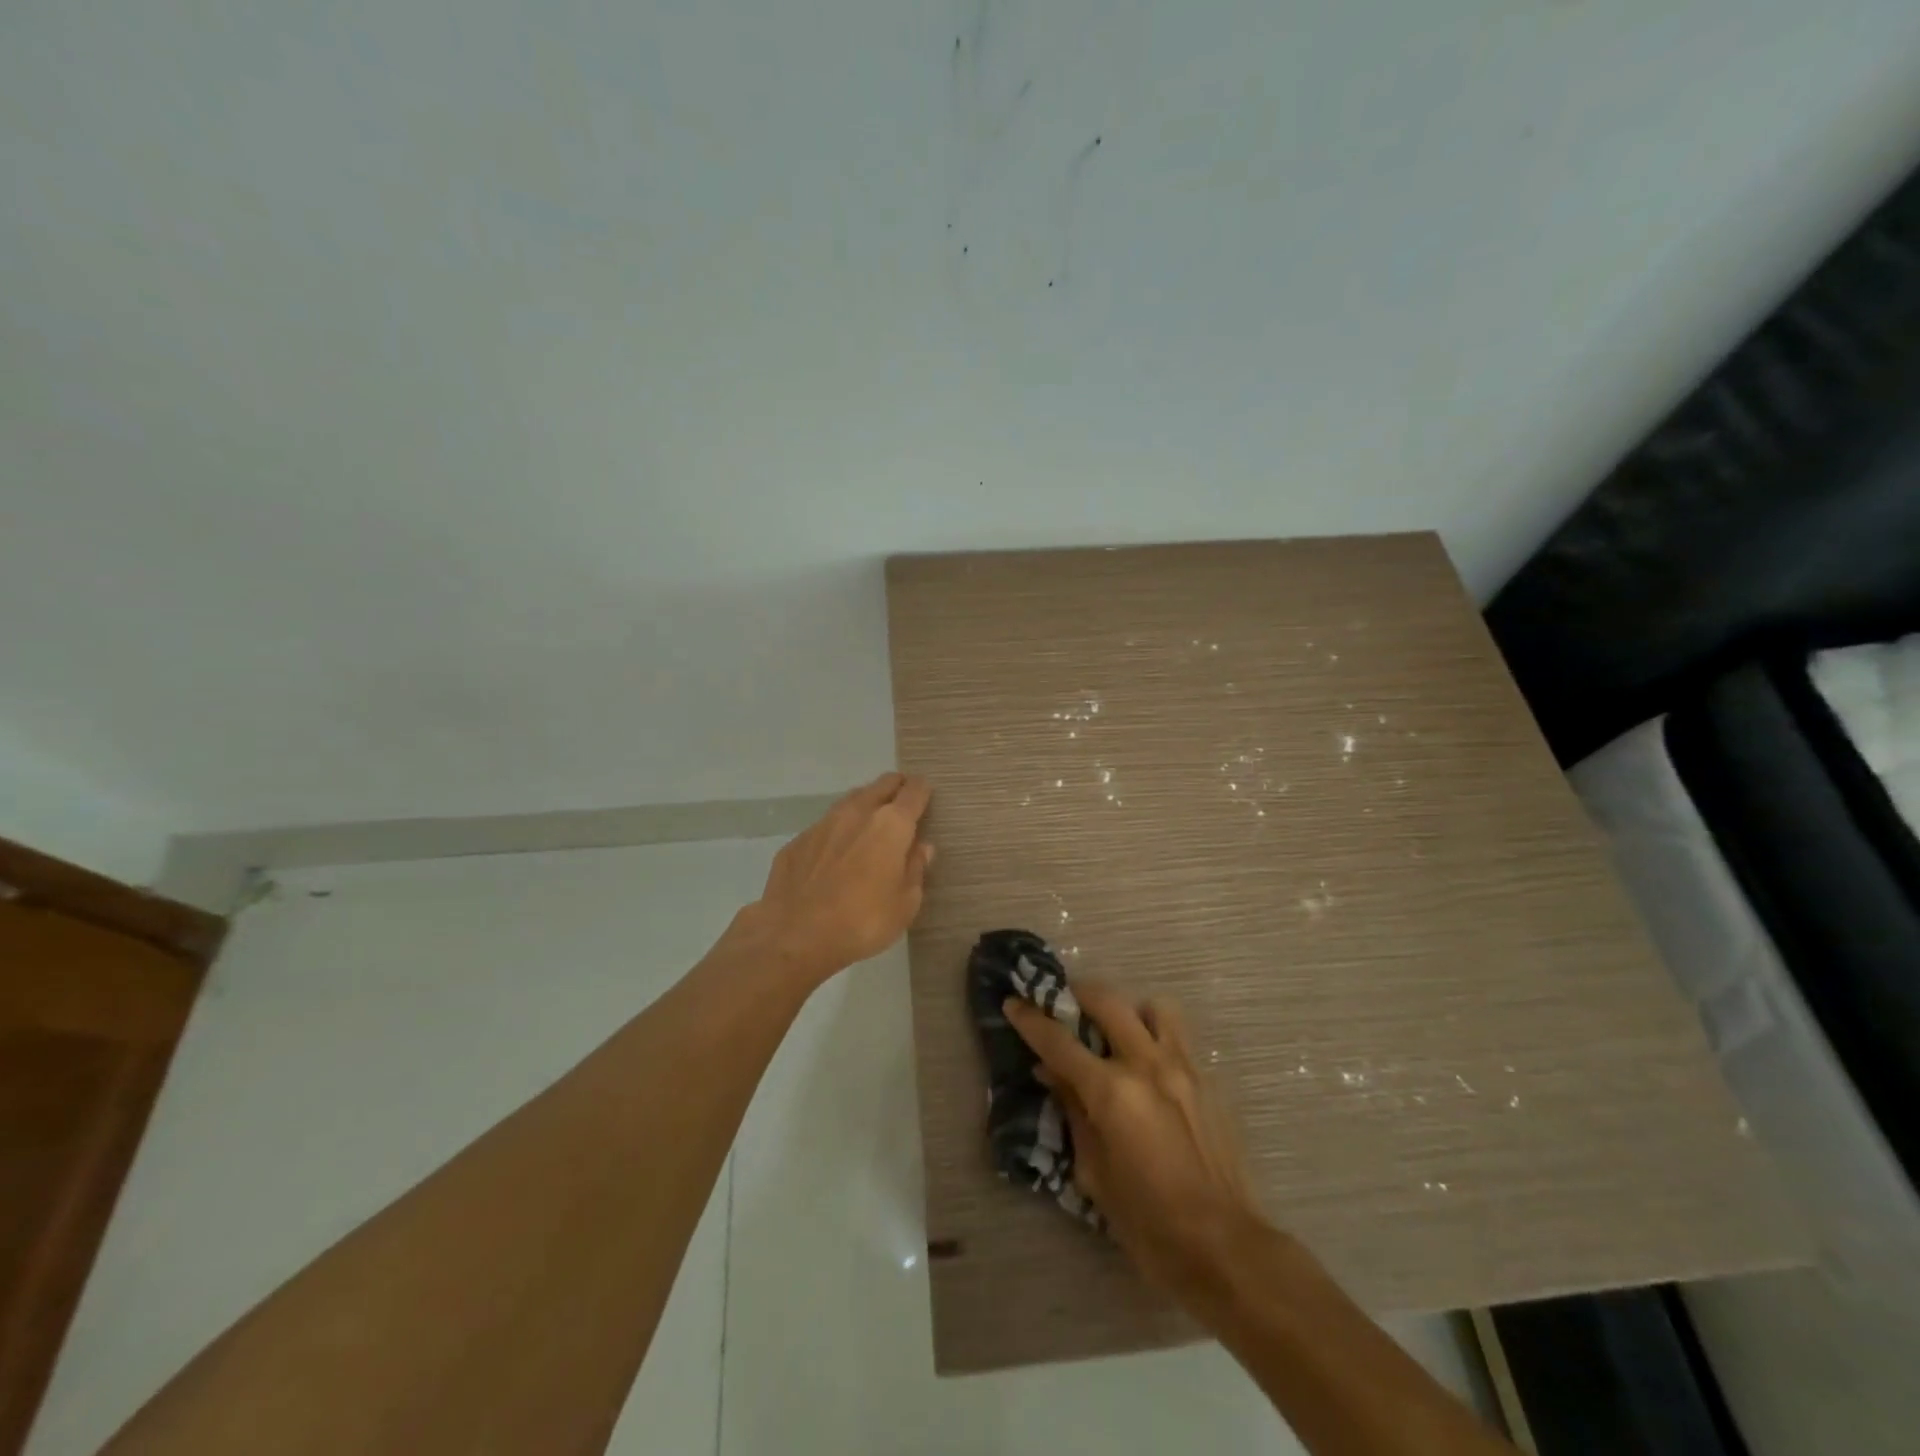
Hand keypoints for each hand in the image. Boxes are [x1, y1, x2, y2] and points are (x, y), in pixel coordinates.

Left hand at [737, 772, 933, 986]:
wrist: (795, 936)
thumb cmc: (863, 922)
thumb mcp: (905, 904)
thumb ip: (915, 869)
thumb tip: (921, 848)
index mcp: (891, 825)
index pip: (913, 792)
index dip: (923, 790)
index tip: (926, 793)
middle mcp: (858, 813)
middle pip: (882, 785)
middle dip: (895, 787)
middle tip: (902, 800)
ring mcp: (823, 824)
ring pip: (852, 800)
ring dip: (866, 804)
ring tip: (871, 820)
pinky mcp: (798, 840)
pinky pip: (826, 826)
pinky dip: (838, 830)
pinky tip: (836, 850)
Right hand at [1004, 984, 1269, 1305]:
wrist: (1224, 1247)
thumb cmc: (1148, 1223)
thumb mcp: (1094, 1172)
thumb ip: (1072, 1111)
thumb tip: (1050, 1072)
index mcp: (1112, 1092)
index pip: (1059, 1042)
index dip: (1030, 1019)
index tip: (1013, 1003)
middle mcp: (1147, 1065)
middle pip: (1107, 1002)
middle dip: (1077, 994)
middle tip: (1063, 1004)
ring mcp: (1182, 1067)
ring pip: (1152, 1006)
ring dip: (1128, 1011)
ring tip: (1116, 1032)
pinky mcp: (1208, 1079)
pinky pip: (1178, 1035)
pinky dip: (1156, 1034)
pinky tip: (1148, 1064)